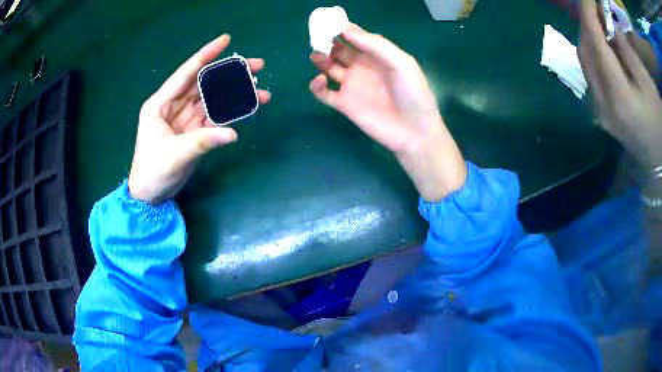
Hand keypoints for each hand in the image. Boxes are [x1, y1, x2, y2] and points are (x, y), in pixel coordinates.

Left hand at [129, 34, 270, 204]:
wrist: (150, 195)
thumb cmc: (152, 172)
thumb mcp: (175, 155)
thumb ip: (203, 141)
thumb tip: (233, 133)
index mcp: (161, 104)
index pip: (185, 74)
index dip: (205, 55)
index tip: (226, 40)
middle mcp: (175, 105)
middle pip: (205, 83)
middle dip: (230, 73)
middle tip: (257, 66)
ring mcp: (186, 118)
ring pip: (214, 99)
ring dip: (236, 94)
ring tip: (261, 90)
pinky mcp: (195, 131)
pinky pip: (216, 117)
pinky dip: (232, 113)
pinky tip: (249, 108)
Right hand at [309, 24, 465, 200]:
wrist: (414, 131)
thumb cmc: (413, 94)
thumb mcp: (401, 63)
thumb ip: (376, 45)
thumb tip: (346, 29)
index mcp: (377, 55)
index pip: (355, 36)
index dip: (342, 28)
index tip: (329, 21)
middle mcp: (361, 67)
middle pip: (338, 49)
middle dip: (327, 41)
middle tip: (318, 37)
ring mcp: (351, 85)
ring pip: (328, 67)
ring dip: (320, 59)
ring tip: (318, 55)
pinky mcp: (343, 104)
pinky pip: (323, 93)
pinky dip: (316, 85)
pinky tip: (320, 80)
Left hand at [578, 0, 661, 166]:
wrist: (660, 165)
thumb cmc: (660, 125)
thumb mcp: (648, 83)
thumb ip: (627, 52)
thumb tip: (610, 27)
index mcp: (618, 96)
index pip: (595, 43)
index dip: (588, 14)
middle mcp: (603, 105)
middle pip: (585, 52)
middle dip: (587, 24)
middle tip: (593, 7)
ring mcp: (601, 113)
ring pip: (585, 64)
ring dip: (589, 39)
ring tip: (598, 22)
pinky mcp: (603, 117)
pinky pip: (592, 78)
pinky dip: (594, 56)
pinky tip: (602, 47)